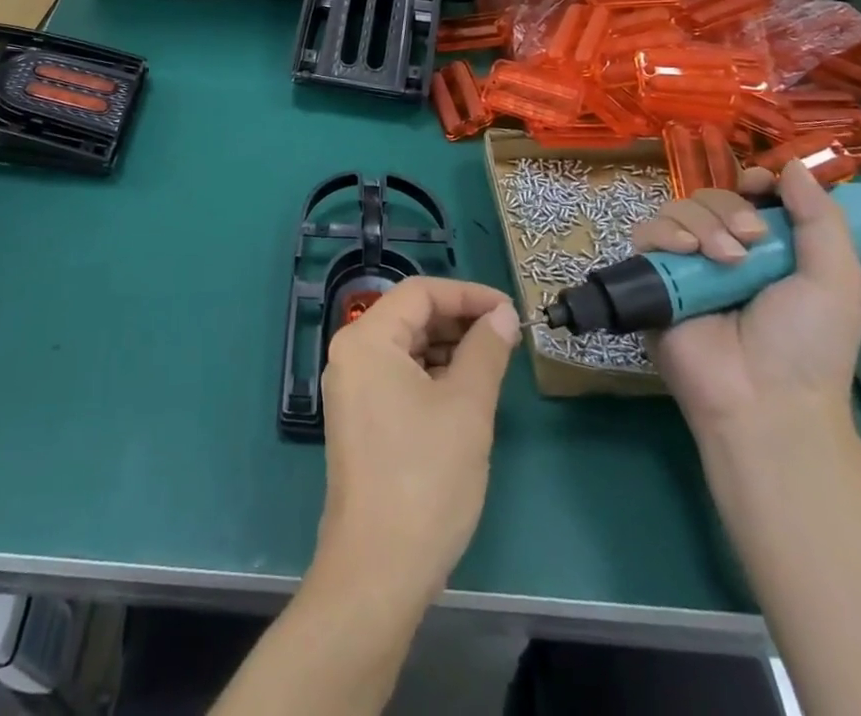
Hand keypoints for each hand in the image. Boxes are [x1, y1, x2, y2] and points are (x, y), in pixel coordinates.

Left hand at [313, 278, 519, 605]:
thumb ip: (486, 351)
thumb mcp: (467, 407)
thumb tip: (503, 315)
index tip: (509, 309)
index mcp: (366, 339)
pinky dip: (432, 375)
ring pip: (406, 348)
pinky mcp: (360, 419)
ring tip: (493, 362)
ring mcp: (351, 388)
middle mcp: (351, 354)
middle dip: (459, 321)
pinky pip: (398, 376)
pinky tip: (465, 391)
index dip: (467, 294)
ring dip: (448, 348)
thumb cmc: (424, 477)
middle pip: (410, 317)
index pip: (420, 293)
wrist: (378, 568)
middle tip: (506, 336)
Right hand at [632, 161, 860, 442]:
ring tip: (723, 260)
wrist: (763, 398)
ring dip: (702, 224)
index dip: (753, 183)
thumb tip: (793, 163)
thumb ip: (821, 218)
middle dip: (730, 210)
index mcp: (769, 251)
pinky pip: (646, 232)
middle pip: (712, 196)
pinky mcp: (652, 276)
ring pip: (679, 209)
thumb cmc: (809, 344)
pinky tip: (686, 252)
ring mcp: (686, 264)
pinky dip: (665, 233)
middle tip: (751, 244)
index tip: (760, 187)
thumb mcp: (836, 280)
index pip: (749, 196)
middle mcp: (725, 251)